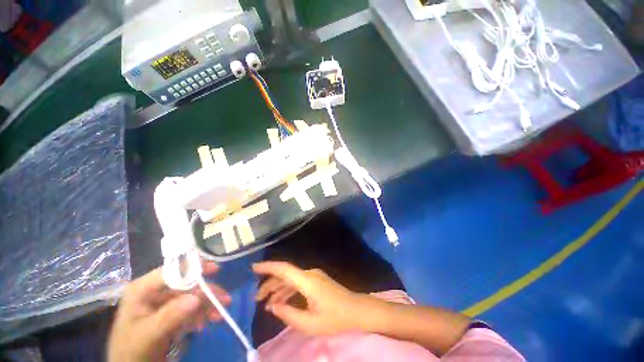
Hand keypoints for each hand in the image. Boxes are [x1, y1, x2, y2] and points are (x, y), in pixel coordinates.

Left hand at [108, 262, 230, 361]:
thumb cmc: (131, 351)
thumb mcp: (148, 335)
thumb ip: (170, 316)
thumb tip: (196, 298)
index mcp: (143, 290)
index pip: (172, 271)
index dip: (194, 268)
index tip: (215, 270)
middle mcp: (154, 292)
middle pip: (186, 285)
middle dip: (206, 293)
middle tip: (224, 300)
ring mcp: (162, 303)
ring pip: (191, 297)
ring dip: (207, 305)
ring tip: (219, 315)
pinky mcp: (169, 313)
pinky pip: (189, 309)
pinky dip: (200, 314)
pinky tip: (206, 323)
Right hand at [253, 261, 367, 334]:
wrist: (356, 310)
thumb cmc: (335, 318)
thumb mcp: (310, 323)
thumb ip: (289, 314)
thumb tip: (272, 307)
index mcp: (307, 280)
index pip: (284, 269)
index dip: (268, 267)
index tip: (253, 268)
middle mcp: (309, 274)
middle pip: (285, 274)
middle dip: (269, 284)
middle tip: (256, 299)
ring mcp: (314, 276)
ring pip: (291, 279)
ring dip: (278, 289)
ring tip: (266, 304)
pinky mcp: (316, 281)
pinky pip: (298, 283)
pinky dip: (288, 291)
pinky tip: (282, 302)